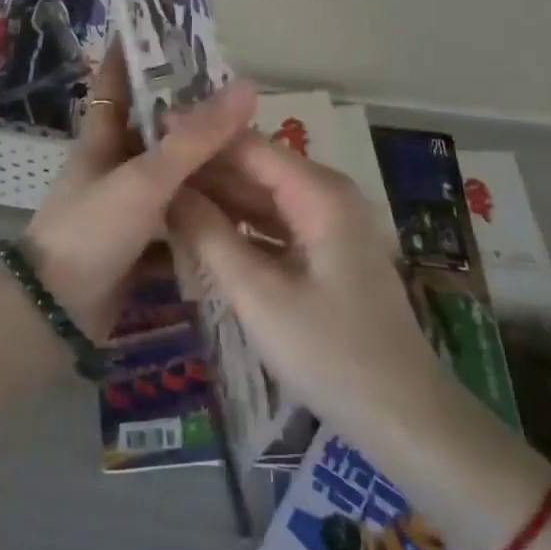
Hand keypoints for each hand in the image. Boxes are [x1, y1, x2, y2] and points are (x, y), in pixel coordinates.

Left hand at [22, 50, 256, 335]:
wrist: (55, 314)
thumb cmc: (92, 230)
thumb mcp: (145, 178)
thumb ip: (195, 138)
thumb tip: (246, 87)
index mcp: (102, 140)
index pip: (113, 83)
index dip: (129, 54)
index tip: (158, 29)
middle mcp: (111, 168)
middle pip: (156, 134)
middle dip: (193, 121)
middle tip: (244, 109)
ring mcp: (122, 209)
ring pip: (171, 182)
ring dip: (206, 176)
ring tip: (256, 164)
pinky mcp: (134, 248)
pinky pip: (175, 225)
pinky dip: (201, 222)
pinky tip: (239, 222)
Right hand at [167, 136, 441, 441]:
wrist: (404, 418)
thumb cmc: (330, 353)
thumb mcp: (258, 295)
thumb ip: (209, 236)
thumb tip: (165, 189)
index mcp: (320, 193)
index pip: (249, 145)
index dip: (200, 136)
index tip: (150, 131)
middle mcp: (327, 195)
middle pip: (256, 168)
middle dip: (204, 167)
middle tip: (146, 167)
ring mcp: (329, 224)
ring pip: (262, 197)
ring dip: (217, 197)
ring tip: (160, 192)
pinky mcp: (325, 252)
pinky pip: (273, 224)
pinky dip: (238, 225)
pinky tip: (199, 229)